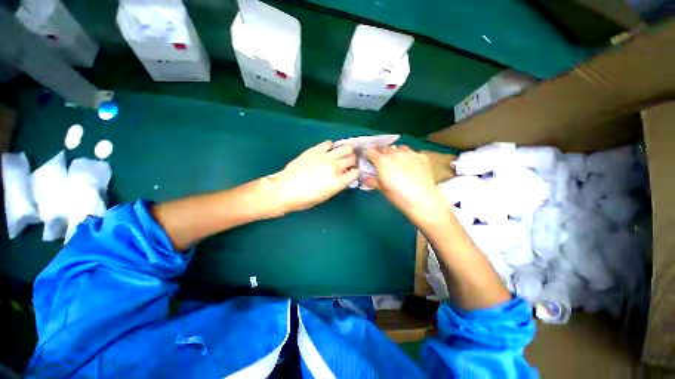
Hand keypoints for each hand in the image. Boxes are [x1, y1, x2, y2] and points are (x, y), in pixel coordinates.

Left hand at [267, 140, 357, 213]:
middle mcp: (335, 167)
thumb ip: (338, 184)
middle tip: (347, 163)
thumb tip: (344, 176)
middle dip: (352, 160)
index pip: (355, 172)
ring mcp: (325, 156)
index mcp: (338, 182)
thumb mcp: (326, 196)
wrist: (285, 189)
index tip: (351, 173)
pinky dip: (331, 146)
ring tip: (341, 154)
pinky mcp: (315, 150)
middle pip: (352, 158)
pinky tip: (327, 151)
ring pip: (345, 147)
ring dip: (345, 151)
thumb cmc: (305, 199)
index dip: (354, 172)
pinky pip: (329, 143)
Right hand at [364, 146, 447, 223]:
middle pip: (385, 148)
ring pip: (399, 148)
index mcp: (382, 161)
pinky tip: (411, 166)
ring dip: (395, 153)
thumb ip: (373, 180)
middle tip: (383, 163)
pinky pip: (412, 153)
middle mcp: (395, 153)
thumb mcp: (382, 189)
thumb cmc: (398, 196)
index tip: (369, 159)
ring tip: (397, 162)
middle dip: (381, 154)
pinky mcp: (421, 156)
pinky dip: (408, 157)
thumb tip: (366, 178)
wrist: (422, 199)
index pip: (370, 151)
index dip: (368, 154)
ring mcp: (409, 153)